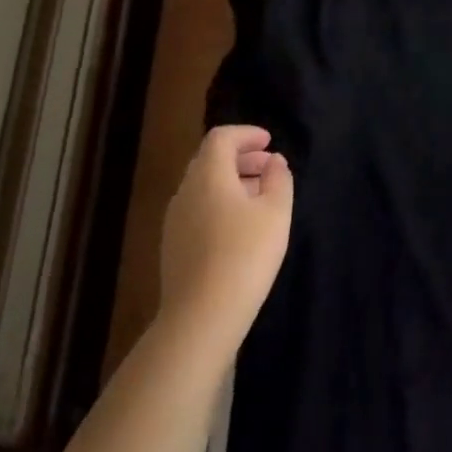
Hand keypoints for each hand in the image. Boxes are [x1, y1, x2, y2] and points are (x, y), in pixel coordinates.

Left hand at [159, 125, 292, 357]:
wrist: (201, 317)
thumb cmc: (245, 254)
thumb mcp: (276, 212)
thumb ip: (278, 179)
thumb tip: (274, 162)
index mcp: (208, 175)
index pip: (221, 138)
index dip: (246, 134)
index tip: (269, 142)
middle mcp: (186, 192)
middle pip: (210, 160)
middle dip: (241, 157)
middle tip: (269, 167)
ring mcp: (175, 221)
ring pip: (203, 187)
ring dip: (231, 182)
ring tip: (260, 197)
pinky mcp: (173, 247)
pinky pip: (198, 209)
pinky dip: (220, 203)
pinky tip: (240, 227)